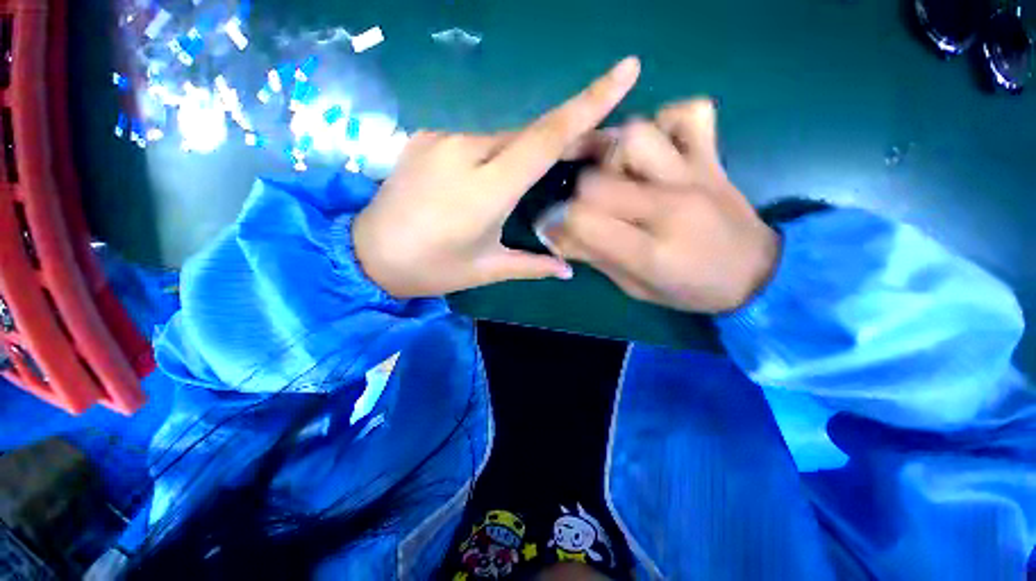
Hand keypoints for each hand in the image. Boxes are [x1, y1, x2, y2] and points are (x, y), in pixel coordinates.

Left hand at [352, 57, 640, 297]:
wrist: (367, 254)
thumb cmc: (431, 268)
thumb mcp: (486, 269)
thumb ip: (531, 265)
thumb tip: (568, 269)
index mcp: (485, 190)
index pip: (546, 138)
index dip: (589, 103)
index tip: (626, 70)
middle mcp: (464, 151)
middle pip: (530, 133)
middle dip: (566, 133)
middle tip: (594, 148)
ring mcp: (441, 138)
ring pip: (503, 136)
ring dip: (527, 151)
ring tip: (539, 174)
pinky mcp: (427, 138)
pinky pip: (477, 140)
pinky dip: (497, 153)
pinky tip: (494, 174)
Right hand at [542, 99, 780, 312]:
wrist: (755, 274)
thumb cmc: (689, 288)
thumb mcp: (634, 286)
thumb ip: (594, 256)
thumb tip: (554, 234)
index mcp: (649, 251)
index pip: (582, 219)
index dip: (559, 222)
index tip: (556, 227)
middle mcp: (669, 206)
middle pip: (596, 179)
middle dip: (578, 194)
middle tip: (586, 206)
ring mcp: (694, 174)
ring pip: (635, 134)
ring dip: (613, 153)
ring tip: (617, 174)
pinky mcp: (712, 157)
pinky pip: (690, 113)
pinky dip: (666, 121)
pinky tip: (657, 148)